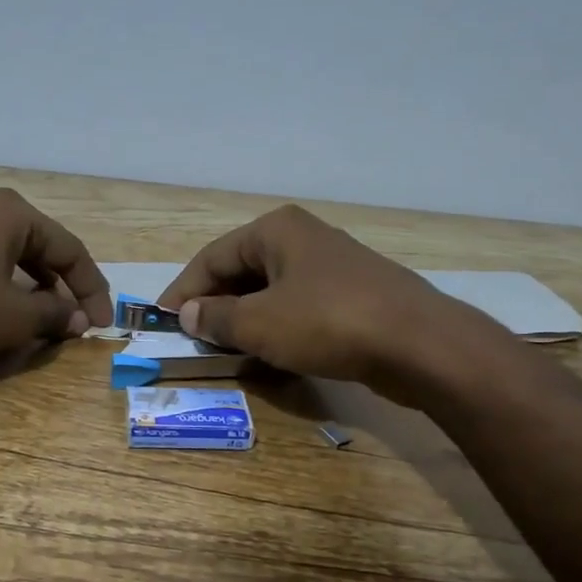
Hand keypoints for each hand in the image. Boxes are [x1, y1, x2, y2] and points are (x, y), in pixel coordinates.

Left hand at [0, 189, 113, 371]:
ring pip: (10, 257)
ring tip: (40, 321)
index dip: (92, 290)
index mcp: (14, 213)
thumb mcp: (14, 317)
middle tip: (74, 323)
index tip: (101, 324)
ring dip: (31, 290)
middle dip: (61, 289)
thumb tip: (79, 320)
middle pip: (41, 249)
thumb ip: (54, 315)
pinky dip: (0, 287)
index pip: (71, 251)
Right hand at [159, 205, 455, 385]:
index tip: (162, 319)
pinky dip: (276, 326)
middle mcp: (302, 238)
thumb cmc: (327, 323)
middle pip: (242, 270)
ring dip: (244, 318)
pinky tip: (269, 351)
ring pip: (271, 291)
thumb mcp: (259, 323)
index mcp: (275, 230)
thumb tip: (188, 313)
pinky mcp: (352, 295)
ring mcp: (332, 266)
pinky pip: (298, 307)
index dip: (183, 289)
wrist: (418, 344)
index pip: (212, 257)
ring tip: (224, 347)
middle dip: (214, 304)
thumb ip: (216, 317)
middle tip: (192, 336)